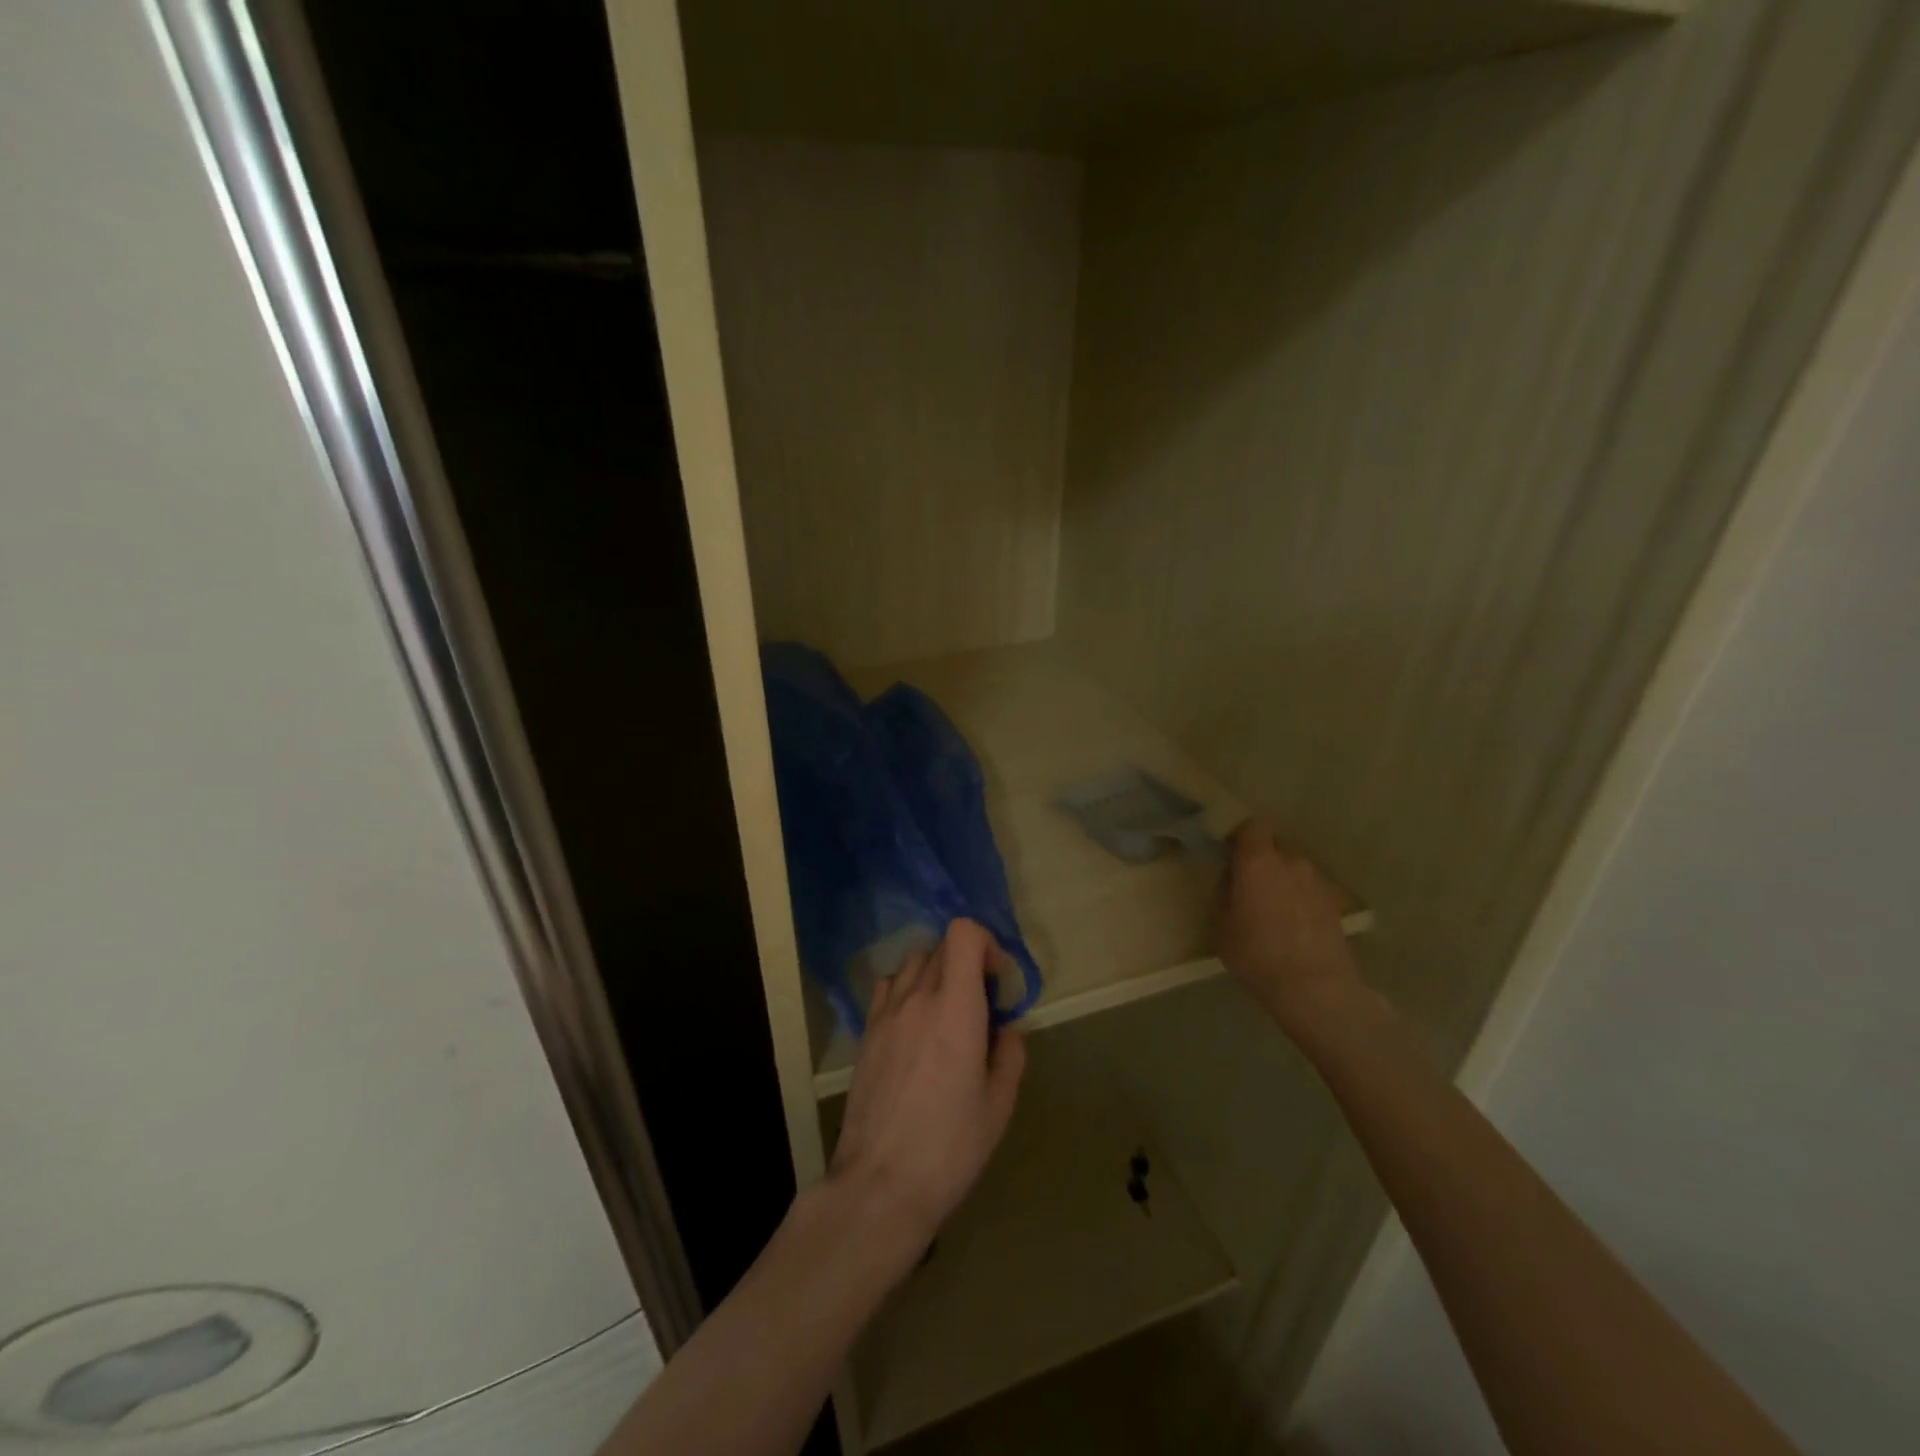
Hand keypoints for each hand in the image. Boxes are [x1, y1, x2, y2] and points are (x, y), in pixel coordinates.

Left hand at [829, 918, 1025, 1266]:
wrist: (880, 1183)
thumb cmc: (950, 1147)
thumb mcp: (998, 1106)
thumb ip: (1009, 1055)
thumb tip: (1006, 1029)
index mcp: (956, 1008)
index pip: (963, 933)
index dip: (985, 943)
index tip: (996, 979)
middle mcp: (918, 998)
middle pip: (941, 946)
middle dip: (966, 962)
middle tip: (980, 1004)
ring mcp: (886, 1013)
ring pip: (913, 963)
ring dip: (936, 973)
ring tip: (946, 1013)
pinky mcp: (866, 1033)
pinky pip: (888, 988)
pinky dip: (907, 990)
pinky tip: (914, 1026)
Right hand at [1217, 817, 1363, 1032]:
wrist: (1315, 987)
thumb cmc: (1257, 953)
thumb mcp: (1221, 926)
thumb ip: (1224, 894)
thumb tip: (1231, 882)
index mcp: (1257, 860)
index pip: (1252, 826)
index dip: (1241, 837)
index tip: (1230, 854)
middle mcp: (1290, 861)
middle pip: (1276, 846)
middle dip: (1263, 858)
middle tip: (1249, 882)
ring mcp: (1317, 881)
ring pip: (1295, 869)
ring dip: (1284, 879)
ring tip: (1274, 907)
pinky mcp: (1335, 904)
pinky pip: (1310, 890)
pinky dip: (1302, 899)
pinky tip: (1295, 924)